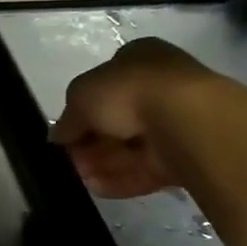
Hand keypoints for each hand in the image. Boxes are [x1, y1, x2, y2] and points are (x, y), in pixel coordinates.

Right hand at [49, 38, 215, 198]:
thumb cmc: (128, 92)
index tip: (66, 133)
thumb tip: (59, 136)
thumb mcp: (80, 95)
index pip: (104, 84)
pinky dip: (122, 178)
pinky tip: (99, 188)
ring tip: (81, 178)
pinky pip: (147, 167)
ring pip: (130, 146)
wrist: (186, 119)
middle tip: (71, 159)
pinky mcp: (187, 153)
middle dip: (91, 142)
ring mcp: (177, 120)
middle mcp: (160, 85)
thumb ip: (67, 118)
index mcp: (138, 57)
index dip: (81, 109)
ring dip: (102, 163)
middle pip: (116, 119)